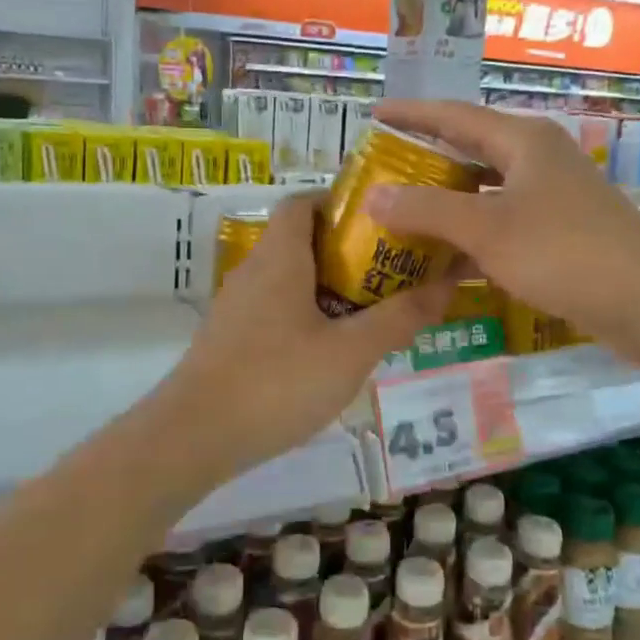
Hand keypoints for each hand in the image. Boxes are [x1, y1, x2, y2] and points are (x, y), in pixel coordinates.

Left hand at [158, 194, 455, 476]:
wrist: (193, 437)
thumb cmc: (276, 382)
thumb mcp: (350, 352)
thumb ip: (399, 318)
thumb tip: (446, 285)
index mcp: (280, 257)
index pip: (303, 202)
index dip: (341, 202)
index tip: (383, 221)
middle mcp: (254, 271)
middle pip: (302, 239)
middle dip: (349, 250)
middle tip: (393, 269)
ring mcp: (238, 307)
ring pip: (291, 278)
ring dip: (331, 286)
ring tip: (375, 308)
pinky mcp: (232, 339)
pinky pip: (277, 309)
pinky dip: (309, 314)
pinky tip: (334, 349)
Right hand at [363, 100, 639, 354]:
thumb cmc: (563, 251)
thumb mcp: (486, 228)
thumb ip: (427, 210)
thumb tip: (373, 196)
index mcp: (522, 141)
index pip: (453, 116)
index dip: (412, 114)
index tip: (374, 116)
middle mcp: (538, 160)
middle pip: (470, 151)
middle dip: (426, 161)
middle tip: (381, 172)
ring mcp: (552, 198)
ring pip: (486, 192)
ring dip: (447, 204)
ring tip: (402, 215)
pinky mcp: (560, 234)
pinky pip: (502, 224)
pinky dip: (472, 237)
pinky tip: (445, 261)